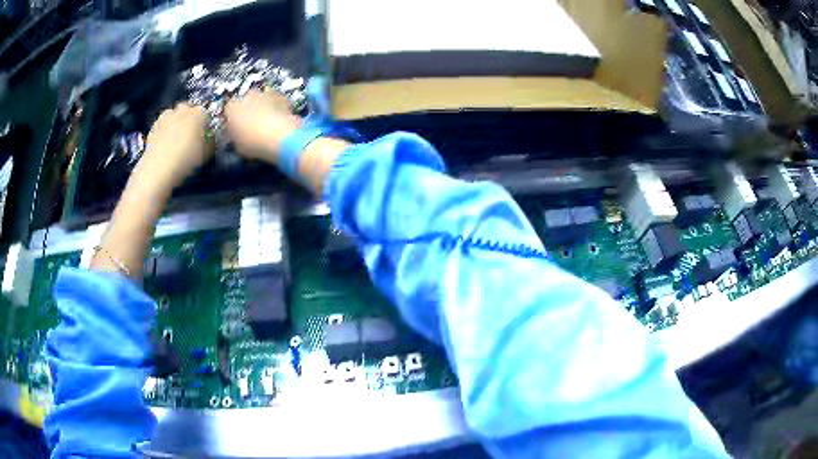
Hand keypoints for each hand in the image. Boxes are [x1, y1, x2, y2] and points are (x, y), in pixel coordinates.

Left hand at [135, 103, 213, 189]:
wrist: (158, 170)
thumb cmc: (185, 161)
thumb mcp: (206, 153)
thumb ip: (211, 141)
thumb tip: (212, 137)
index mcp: (197, 113)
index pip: (206, 112)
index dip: (207, 122)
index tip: (207, 132)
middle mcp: (182, 111)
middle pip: (188, 109)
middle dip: (190, 117)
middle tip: (192, 133)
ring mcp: (166, 117)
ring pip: (174, 113)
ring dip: (176, 120)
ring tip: (177, 135)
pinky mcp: (154, 127)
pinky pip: (162, 123)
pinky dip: (164, 128)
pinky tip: (165, 140)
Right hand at [224, 89, 301, 161]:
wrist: (280, 136)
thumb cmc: (254, 143)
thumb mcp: (238, 145)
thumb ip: (235, 136)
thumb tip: (237, 135)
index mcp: (231, 108)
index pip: (228, 111)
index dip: (232, 120)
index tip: (236, 128)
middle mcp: (246, 96)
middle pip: (244, 102)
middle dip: (247, 111)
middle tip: (251, 125)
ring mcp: (264, 93)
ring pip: (260, 98)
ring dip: (261, 106)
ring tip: (266, 122)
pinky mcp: (280, 95)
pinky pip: (275, 99)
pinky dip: (275, 106)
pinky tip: (278, 118)